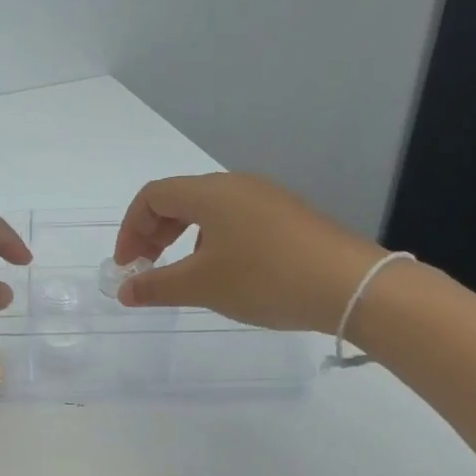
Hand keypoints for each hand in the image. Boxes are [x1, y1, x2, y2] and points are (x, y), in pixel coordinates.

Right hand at [111, 173, 388, 332]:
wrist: (351, 286)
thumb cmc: (265, 279)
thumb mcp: (202, 286)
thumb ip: (156, 286)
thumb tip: (124, 291)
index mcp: (210, 192)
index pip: (152, 196)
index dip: (130, 229)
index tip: (127, 266)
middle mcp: (236, 185)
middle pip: (179, 198)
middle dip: (153, 232)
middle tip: (146, 268)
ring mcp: (266, 198)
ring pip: (207, 210)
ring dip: (182, 237)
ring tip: (182, 273)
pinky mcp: (287, 216)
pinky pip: (234, 219)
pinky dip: (212, 240)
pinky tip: (223, 271)